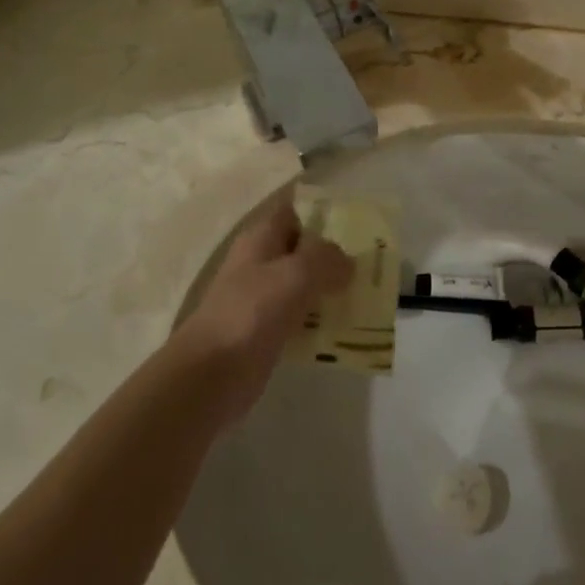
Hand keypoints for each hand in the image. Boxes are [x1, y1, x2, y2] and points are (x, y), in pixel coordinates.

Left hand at [169, 190, 352, 424]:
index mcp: (261, 239)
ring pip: (304, 285)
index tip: (358, 220)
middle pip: (302, 249)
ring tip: (368, 295)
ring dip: (331, 289)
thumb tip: (346, 262)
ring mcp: (262, 299)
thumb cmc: (251, 312)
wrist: (211, 374)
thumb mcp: (296, 274)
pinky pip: (301, 318)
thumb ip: (326, 258)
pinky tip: (347, 329)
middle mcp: (260, 263)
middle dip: (335, 255)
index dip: (322, 211)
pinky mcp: (266, 332)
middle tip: (373, 262)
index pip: (294, 211)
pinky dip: (321, 321)